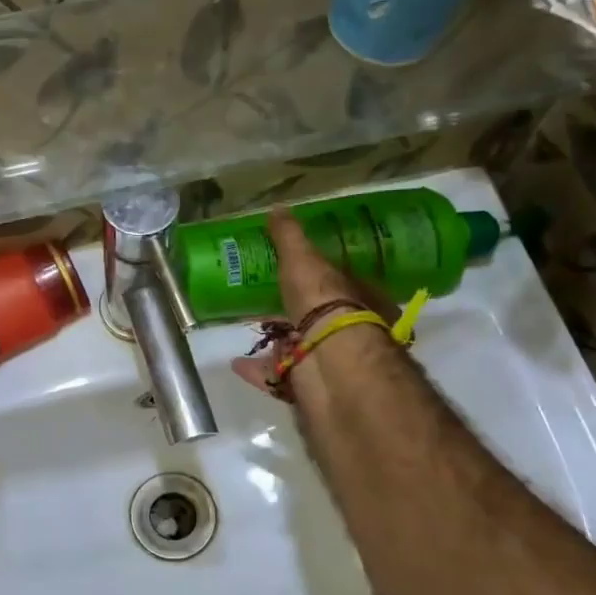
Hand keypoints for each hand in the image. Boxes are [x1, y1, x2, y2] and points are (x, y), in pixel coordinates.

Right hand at [232, 210, 392, 398]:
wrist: (330, 359)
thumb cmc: (326, 301)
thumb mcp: (304, 259)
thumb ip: (290, 237)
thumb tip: (277, 208)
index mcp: (359, 298)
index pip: (340, 284)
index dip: (318, 278)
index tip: (293, 273)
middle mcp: (349, 331)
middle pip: (318, 318)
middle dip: (296, 312)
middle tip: (267, 301)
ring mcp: (329, 360)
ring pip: (300, 349)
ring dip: (277, 342)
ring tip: (251, 329)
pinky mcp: (307, 385)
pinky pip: (279, 376)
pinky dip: (258, 370)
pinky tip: (237, 363)